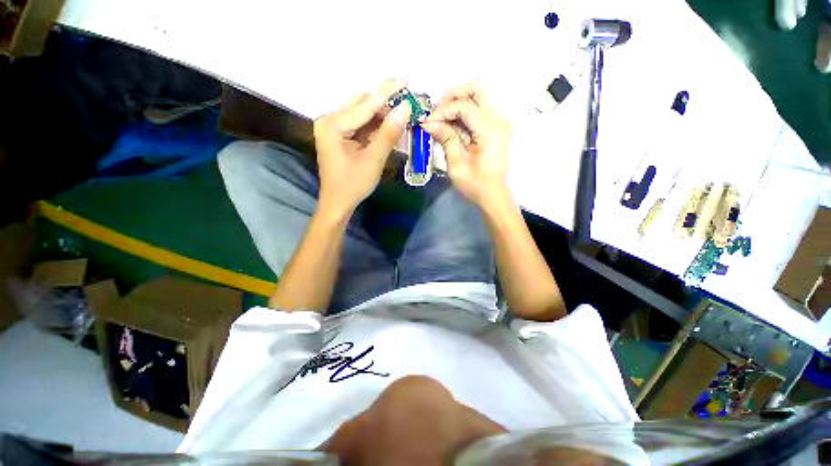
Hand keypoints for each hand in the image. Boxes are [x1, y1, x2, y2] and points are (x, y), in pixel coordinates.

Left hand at [314, 79, 411, 217]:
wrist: (338, 203)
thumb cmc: (353, 185)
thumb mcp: (373, 160)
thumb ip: (388, 133)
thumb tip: (406, 108)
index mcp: (333, 125)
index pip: (365, 104)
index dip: (388, 92)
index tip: (407, 79)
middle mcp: (329, 120)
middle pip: (362, 105)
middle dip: (386, 104)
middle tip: (409, 104)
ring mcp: (333, 127)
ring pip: (362, 113)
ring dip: (382, 115)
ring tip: (403, 116)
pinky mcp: (338, 135)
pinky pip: (360, 124)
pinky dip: (375, 126)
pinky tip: (389, 127)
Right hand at [421, 82, 511, 206]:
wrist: (493, 194)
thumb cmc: (475, 184)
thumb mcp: (457, 164)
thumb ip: (445, 138)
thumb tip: (428, 122)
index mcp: (490, 130)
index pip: (464, 105)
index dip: (443, 110)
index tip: (428, 122)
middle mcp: (499, 119)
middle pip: (476, 88)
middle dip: (452, 96)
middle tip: (437, 113)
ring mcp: (500, 121)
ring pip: (478, 95)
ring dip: (457, 102)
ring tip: (441, 119)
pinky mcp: (497, 125)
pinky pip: (479, 108)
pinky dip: (463, 111)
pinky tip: (452, 124)